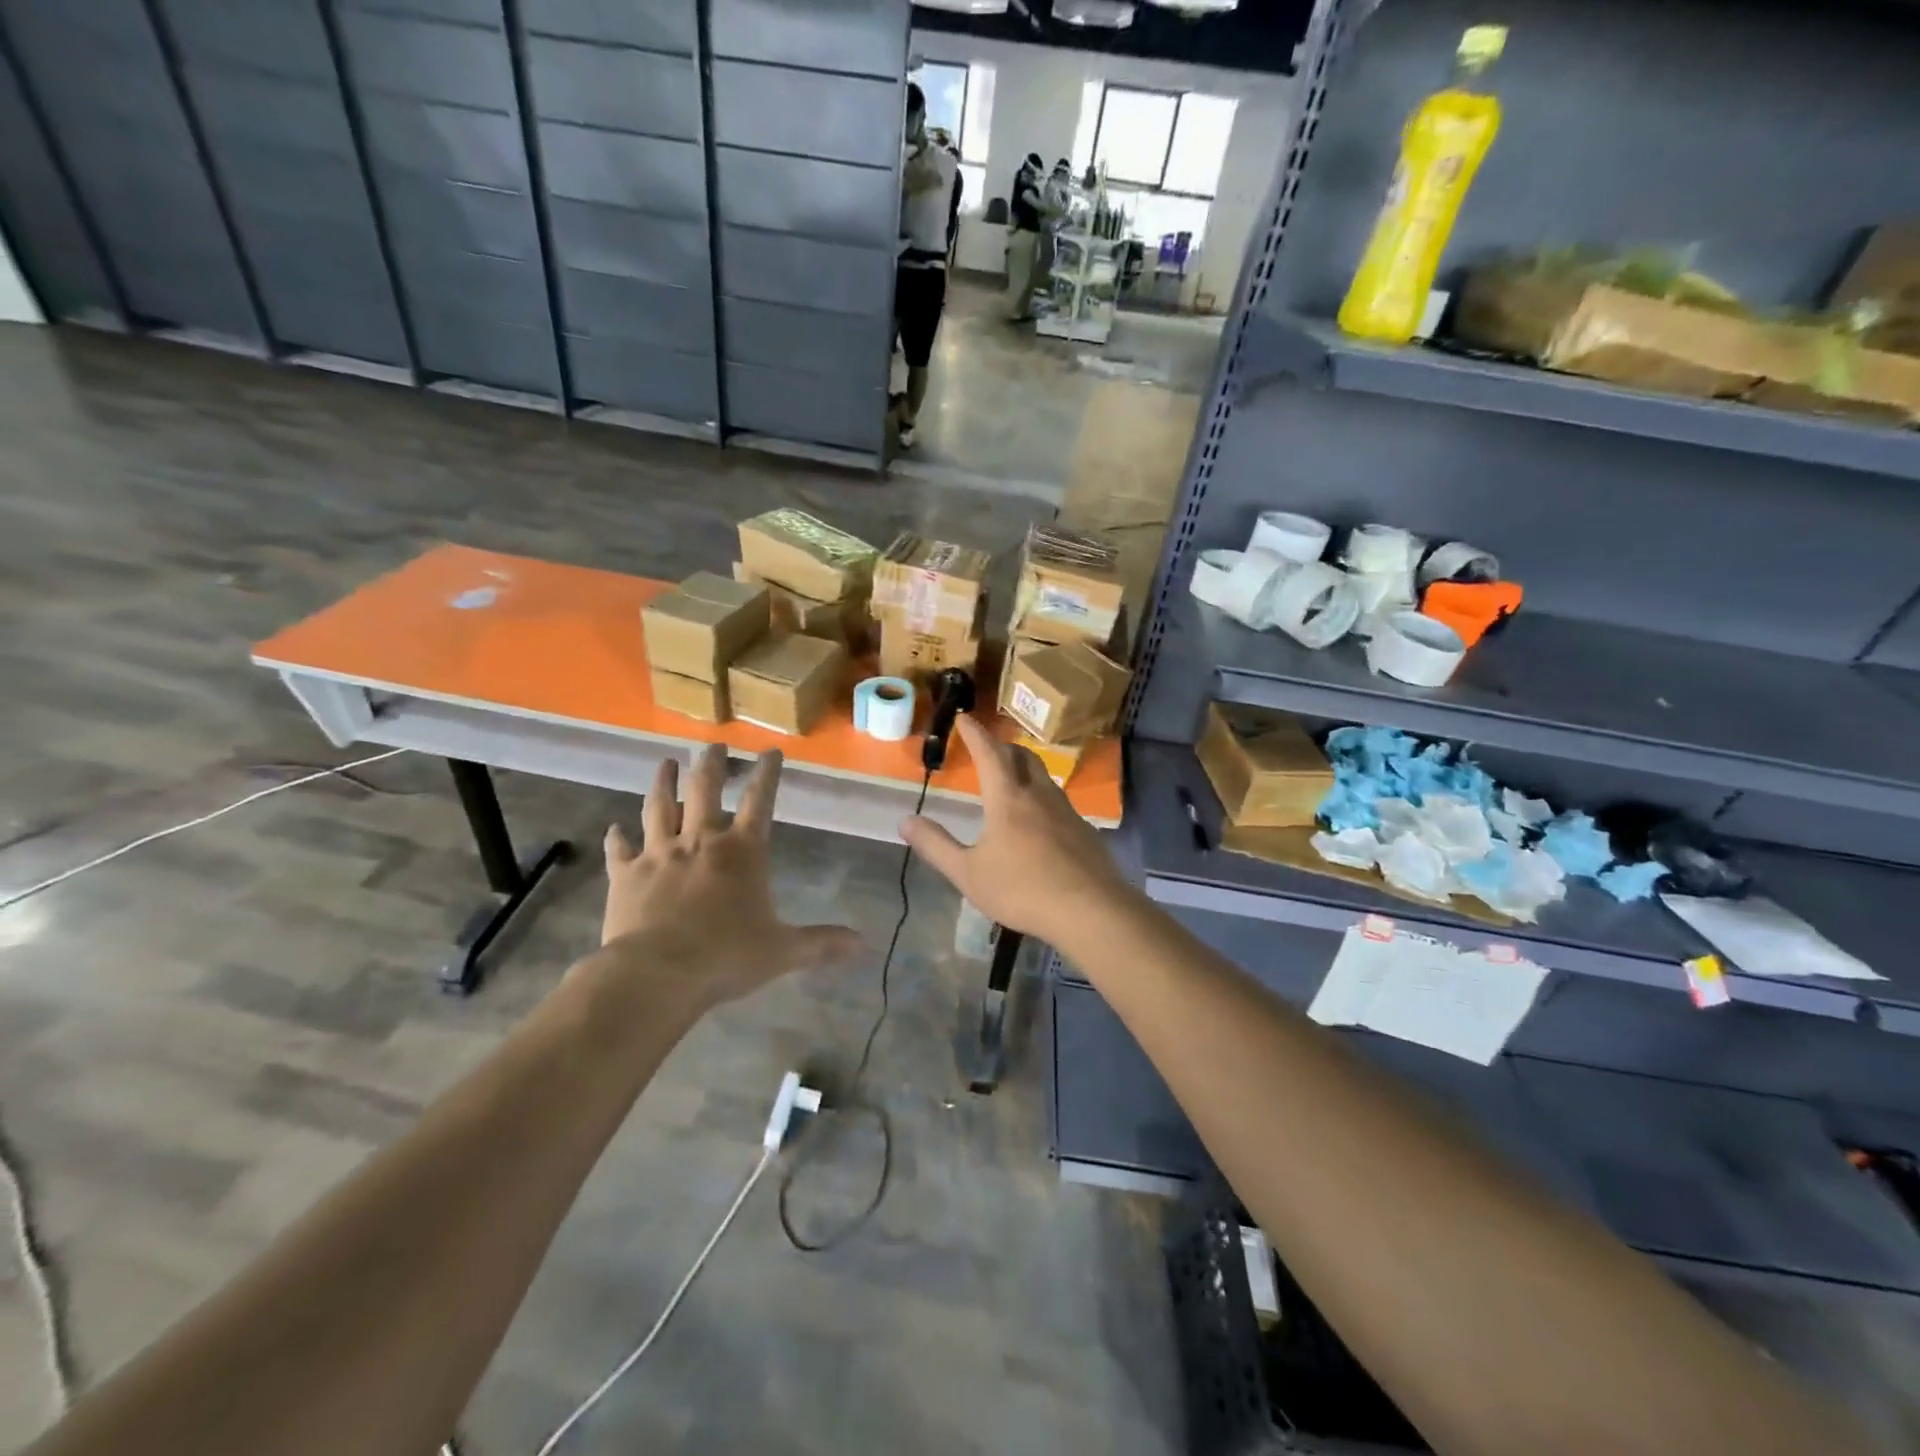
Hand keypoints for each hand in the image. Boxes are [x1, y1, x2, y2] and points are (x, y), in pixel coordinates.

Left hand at [601, 745, 860, 1005]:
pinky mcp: (626, 875)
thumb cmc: (727, 956)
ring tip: (665, 763)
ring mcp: (659, 854)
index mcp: (742, 852)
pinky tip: (613, 828)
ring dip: (663, 783)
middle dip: (711, 764)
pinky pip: (620, 850)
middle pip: (705, 790)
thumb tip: (862, 943)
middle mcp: (700, 842)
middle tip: (713, 745)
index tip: (771, 751)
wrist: (657, 973)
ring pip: (659, 807)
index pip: (760, 801)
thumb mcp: (783, 951)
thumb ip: (821, 943)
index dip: (768, 774)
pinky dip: (617, 838)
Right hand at [900, 716, 1132, 945]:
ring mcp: (1067, 811)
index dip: (976, 733)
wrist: (1090, 910)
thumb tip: (906, 821)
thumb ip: (936, 846)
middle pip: (1022, 757)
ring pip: (1044, 778)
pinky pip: (1058, 802)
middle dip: (1003, 747)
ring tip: (1012, 780)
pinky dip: (1041, 797)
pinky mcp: (1084, 830)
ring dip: (1025, 770)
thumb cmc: (1022, 889)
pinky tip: (1039, 821)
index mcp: (1008, 798)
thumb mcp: (968, 873)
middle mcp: (1039, 795)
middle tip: (988, 748)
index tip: (966, 717)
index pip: (990, 753)